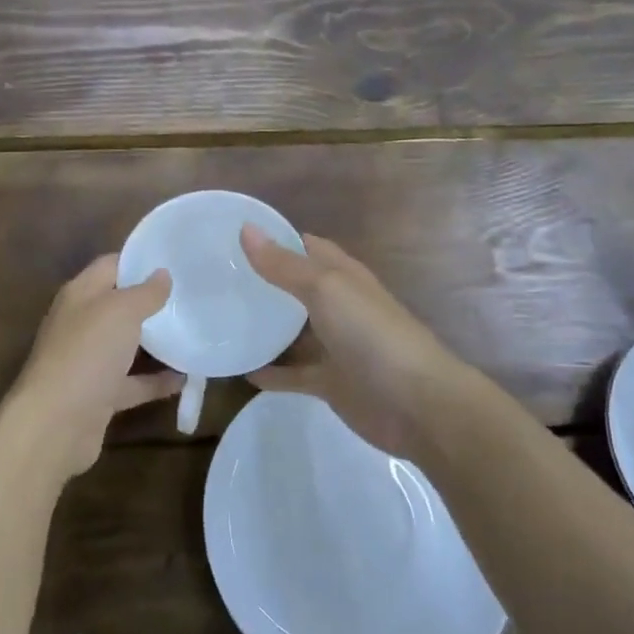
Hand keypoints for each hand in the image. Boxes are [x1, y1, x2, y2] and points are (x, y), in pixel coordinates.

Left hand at [0, 255, 178, 482]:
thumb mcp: (121, 311)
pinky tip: (187, 377)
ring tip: (195, 331)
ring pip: (127, 345)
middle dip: (153, 301)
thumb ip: (145, 292)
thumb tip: (162, 273)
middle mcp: (82, 323)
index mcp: (81, 294)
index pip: (111, 265)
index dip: (140, 261)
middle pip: (120, 305)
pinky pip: (133, 382)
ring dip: (157, 341)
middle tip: (192, 296)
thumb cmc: (87, 353)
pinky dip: (157, 380)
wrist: (55, 425)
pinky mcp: (100, 395)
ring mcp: (90, 361)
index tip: (175, 261)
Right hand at [240, 227, 472, 460]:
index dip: (274, 239)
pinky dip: (271, 372)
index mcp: (342, 275)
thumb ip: (284, 265)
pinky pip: (293, 374)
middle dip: (263, 281)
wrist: (417, 404)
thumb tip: (246, 228)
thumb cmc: (372, 334)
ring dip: (264, 326)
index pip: (305, 246)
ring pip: (293, 331)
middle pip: (295, 287)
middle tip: (217, 279)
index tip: (232, 236)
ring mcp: (335, 346)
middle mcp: (338, 305)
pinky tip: (240, 370)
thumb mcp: (325, 289)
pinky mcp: (330, 382)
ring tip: (220, 321)